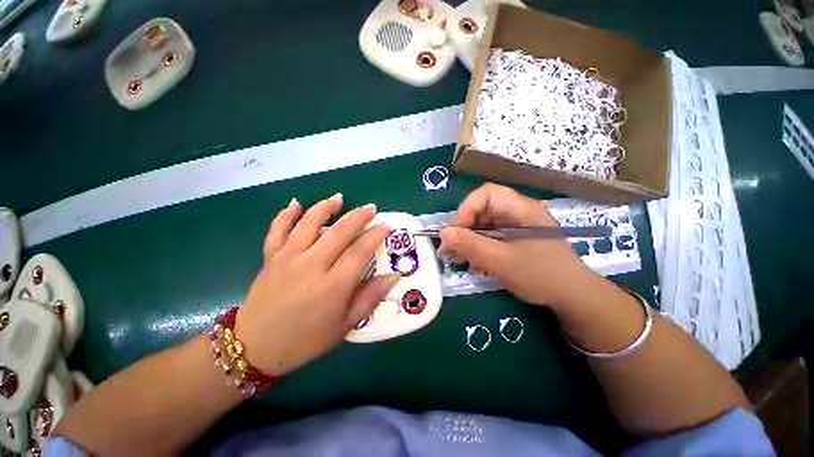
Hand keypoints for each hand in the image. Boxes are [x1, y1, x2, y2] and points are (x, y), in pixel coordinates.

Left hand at [234, 194, 398, 375]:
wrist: (255, 348)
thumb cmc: (306, 340)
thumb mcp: (345, 325)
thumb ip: (370, 298)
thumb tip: (394, 276)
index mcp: (332, 286)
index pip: (360, 252)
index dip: (375, 235)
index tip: (386, 225)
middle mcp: (311, 266)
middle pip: (339, 233)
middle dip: (358, 216)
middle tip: (371, 208)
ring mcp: (287, 259)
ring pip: (308, 224)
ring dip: (325, 208)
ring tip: (339, 198)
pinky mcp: (270, 258)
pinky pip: (277, 230)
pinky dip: (286, 215)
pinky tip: (295, 203)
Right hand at [439, 183, 594, 307]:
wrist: (572, 297)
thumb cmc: (542, 277)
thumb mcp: (503, 262)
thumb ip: (472, 246)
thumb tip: (443, 233)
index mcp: (522, 209)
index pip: (487, 194)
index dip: (466, 209)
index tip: (453, 232)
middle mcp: (518, 211)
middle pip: (482, 208)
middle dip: (463, 227)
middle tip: (450, 248)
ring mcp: (515, 224)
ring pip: (482, 223)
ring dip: (467, 238)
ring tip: (457, 257)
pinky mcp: (513, 237)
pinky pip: (488, 235)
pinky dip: (476, 245)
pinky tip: (472, 260)